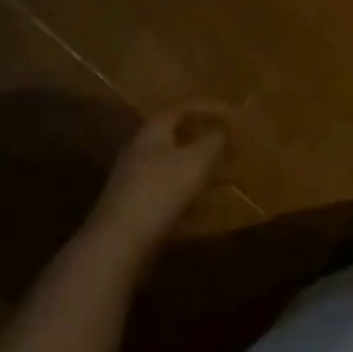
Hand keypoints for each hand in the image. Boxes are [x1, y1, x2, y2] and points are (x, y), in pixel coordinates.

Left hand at [89, 101, 234, 256]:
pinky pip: (170, 186)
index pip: (185, 107)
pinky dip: (190, 188)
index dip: (212, 108)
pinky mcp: (136, 205)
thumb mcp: (197, 160)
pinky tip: (205, 203)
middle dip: (206, 136)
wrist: (117, 244)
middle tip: (231, 143)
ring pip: (174, 161)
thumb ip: (214, 140)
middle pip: (177, 133)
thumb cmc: (160, 191)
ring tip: (225, 172)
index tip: (235, 117)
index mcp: (153, 130)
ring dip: (200, 163)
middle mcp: (141, 148)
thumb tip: (224, 128)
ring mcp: (136, 178)